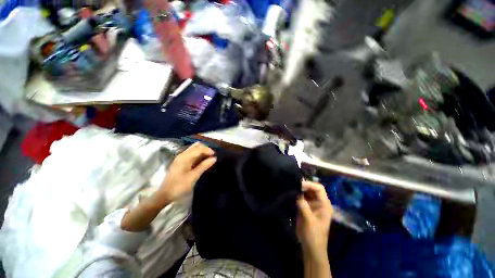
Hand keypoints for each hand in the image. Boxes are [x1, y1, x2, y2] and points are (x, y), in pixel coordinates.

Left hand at [152, 142, 216, 207]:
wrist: (165, 195)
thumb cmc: (179, 186)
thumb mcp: (193, 176)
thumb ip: (204, 166)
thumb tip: (214, 158)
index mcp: (185, 157)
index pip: (199, 148)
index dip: (208, 150)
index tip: (215, 156)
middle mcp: (183, 155)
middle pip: (196, 146)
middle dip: (205, 149)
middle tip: (211, 157)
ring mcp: (181, 158)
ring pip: (194, 149)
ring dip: (202, 152)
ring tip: (208, 159)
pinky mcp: (181, 162)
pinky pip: (192, 154)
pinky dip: (198, 156)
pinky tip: (202, 162)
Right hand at [297, 181, 332, 258]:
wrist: (311, 247)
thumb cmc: (314, 235)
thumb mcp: (309, 221)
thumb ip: (304, 206)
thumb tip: (296, 194)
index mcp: (325, 204)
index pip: (319, 188)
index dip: (310, 184)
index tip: (299, 184)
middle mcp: (319, 202)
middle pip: (312, 188)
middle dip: (304, 185)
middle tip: (293, 183)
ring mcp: (312, 205)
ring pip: (306, 192)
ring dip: (299, 189)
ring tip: (291, 186)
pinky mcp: (306, 207)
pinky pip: (302, 197)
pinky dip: (297, 194)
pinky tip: (291, 193)